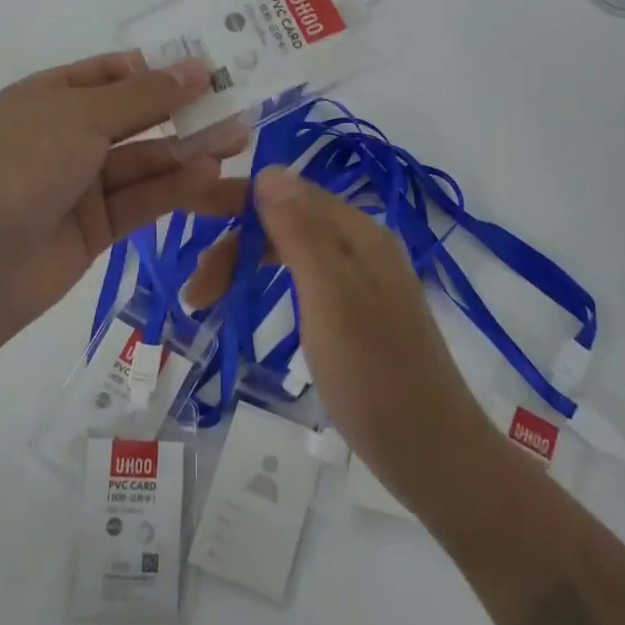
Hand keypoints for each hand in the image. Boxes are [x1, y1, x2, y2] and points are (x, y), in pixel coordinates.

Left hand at [0, 52, 248, 344]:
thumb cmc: (21, 165)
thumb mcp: (82, 115)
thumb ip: (144, 95)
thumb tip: (197, 66)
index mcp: (50, 96)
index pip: (113, 73)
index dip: (159, 69)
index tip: (210, 67)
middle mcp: (67, 135)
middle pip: (136, 117)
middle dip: (184, 111)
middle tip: (239, 105)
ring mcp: (81, 183)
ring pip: (145, 161)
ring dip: (188, 151)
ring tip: (239, 140)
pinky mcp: (97, 227)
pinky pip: (142, 199)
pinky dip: (174, 188)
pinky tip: (210, 176)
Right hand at [191, 168, 493, 506]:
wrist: (435, 456)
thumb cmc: (374, 375)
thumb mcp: (329, 297)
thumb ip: (299, 232)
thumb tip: (269, 168)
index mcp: (358, 232)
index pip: (287, 192)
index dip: (236, 202)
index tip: (189, 222)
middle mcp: (362, 246)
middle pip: (287, 222)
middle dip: (237, 245)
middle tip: (197, 292)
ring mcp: (363, 281)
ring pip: (292, 252)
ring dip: (248, 266)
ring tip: (208, 301)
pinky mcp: (359, 314)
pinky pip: (305, 280)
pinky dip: (270, 286)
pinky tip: (253, 305)